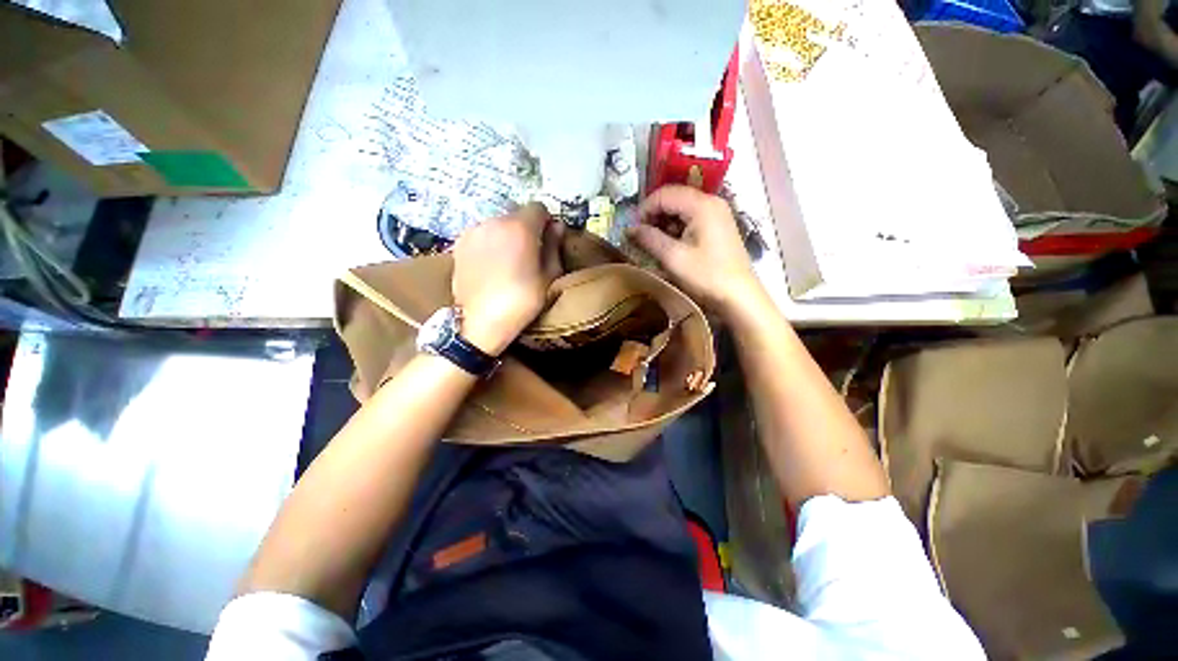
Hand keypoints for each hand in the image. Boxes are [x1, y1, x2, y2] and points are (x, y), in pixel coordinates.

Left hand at [452, 203, 563, 355]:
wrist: (481, 322)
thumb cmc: (522, 301)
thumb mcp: (549, 277)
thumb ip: (554, 247)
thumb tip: (557, 226)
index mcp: (520, 228)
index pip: (538, 207)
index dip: (546, 222)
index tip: (547, 239)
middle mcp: (494, 221)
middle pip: (516, 215)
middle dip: (526, 228)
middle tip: (529, 253)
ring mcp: (473, 231)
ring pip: (498, 224)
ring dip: (507, 235)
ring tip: (508, 261)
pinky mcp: (459, 244)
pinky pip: (482, 235)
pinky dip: (490, 243)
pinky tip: (491, 265)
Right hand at [626, 185, 764, 315]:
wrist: (738, 295)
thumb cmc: (706, 275)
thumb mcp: (673, 257)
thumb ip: (649, 238)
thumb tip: (630, 229)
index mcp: (701, 205)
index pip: (664, 194)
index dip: (644, 209)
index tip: (633, 229)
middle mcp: (711, 201)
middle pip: (674, 198)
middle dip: (654, 215)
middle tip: (641, 236)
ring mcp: (718, 213)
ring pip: (682, 208)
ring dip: (665, 222)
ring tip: (655, 243)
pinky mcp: (719, 225)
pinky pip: (692, 218)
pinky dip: (677, 227)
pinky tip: (671, 244)